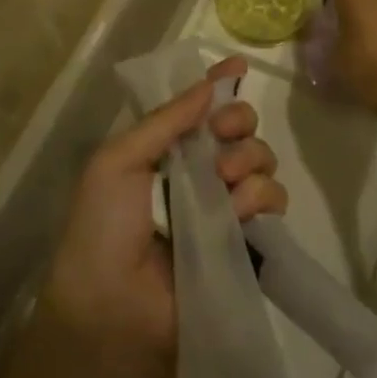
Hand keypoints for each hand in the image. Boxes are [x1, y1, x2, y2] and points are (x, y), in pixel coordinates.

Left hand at [41, 56, 285, 361]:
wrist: (113, 309)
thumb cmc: (104, 227)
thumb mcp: (117, 162)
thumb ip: (166, 120)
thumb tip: (211, 84)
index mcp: (164, 150)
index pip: (200, 108)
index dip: (221, 85)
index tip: (239, 68)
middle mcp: (198, 172)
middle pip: (239, 127)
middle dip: (238, 120)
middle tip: (224, 134)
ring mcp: (225, 206)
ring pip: (261, 159)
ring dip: (249, 158)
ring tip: (226, 180)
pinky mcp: (246, 239)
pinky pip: (272, 200)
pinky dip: (261, 196)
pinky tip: (239, 209)